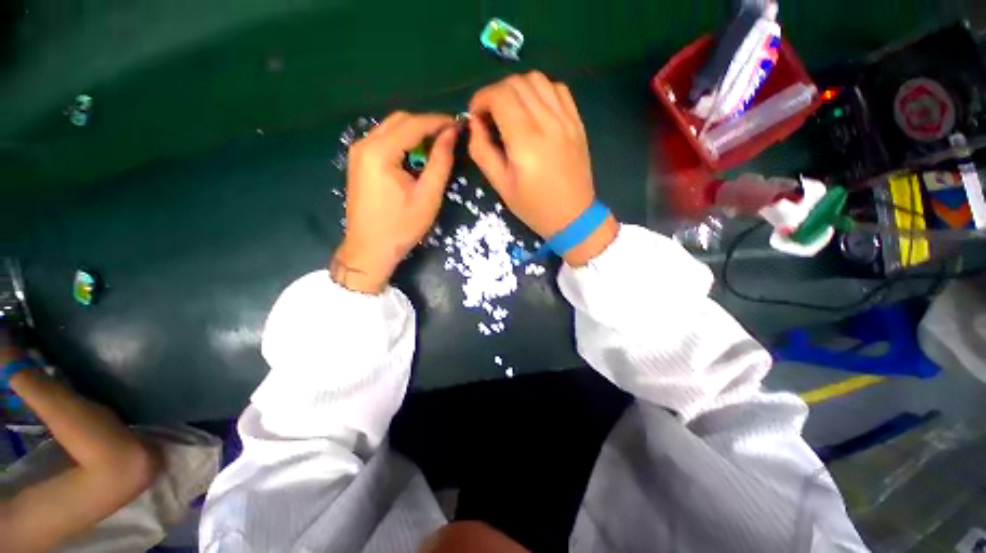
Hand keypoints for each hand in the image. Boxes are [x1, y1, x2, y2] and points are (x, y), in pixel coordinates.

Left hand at [333, 112, 457, 293]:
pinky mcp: (358, 162)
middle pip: (399, 121)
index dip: (438, 121)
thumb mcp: (428, 196)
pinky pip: (383, 141)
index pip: (413, 124)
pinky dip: (402, 142)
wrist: (369, 248)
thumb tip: (451, 134)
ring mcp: (358, 152)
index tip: (458, 124)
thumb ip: (440, 162)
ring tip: (436, 145)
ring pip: (390, 129)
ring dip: (414, 132)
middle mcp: (364, 144)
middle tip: (449, 136)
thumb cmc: (401, 226)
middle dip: (426, 124)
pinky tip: (416, 155)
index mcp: (380, 152)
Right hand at [468, 71, 617, 265]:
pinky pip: (558, 89)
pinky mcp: (577, 122)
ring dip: (517, 89)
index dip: (481, 99)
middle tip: (490, 116)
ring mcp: (566, 119)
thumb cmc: (534, 207)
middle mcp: (548, 122)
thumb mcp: (501, 186)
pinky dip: (540, 91)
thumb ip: (482, 152)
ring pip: (538, 79)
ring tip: (510, 111)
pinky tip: (534, 109)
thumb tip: (475, 124)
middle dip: (495, 93)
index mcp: (526, 142)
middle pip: (516, 83)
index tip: (475, 116)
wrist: (573, 216)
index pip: (500, 96)